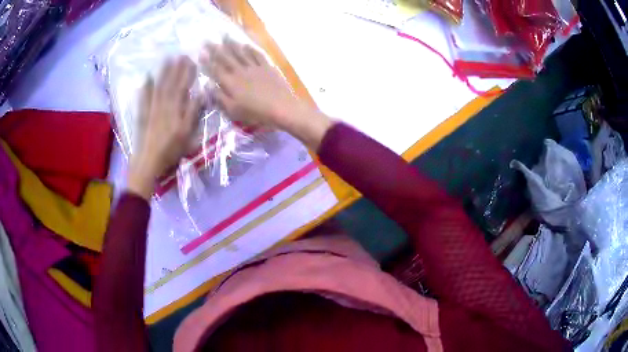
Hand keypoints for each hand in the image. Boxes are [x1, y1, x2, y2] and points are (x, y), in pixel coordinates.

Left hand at [128, 56, 202, 198]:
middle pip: (169, 83)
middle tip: (180, 54)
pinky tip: (146, 79)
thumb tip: (201, 93)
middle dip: (175, 68)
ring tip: (166, 60)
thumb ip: (192, 112)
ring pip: (157, 87)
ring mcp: (150, 109)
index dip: (186, 73)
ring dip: (162, 73)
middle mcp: (162, 105)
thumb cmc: (170, 151)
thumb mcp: (186, 134)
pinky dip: (145, 88)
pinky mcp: (142, 116)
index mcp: (174, 109)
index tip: (191, 59)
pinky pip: (143, 98)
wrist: (148, 163)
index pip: (182, 86)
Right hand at [200, 37, 331, 149]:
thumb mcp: (233, 110)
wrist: (281, 107)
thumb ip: (219, 97)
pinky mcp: (266, 67)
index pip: (215, 69)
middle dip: (215, 49)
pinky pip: (256, 54)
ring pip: (240, 53)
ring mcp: (254, 67)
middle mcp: (240, 71)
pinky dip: (250, 48)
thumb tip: (207, 86)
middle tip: (208, 40)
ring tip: (224, 36)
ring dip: (231, 44)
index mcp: (230, 82)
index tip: (200, 53)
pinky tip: (246, 44)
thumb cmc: (255, 113)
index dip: (207, 61)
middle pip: (226, 57)